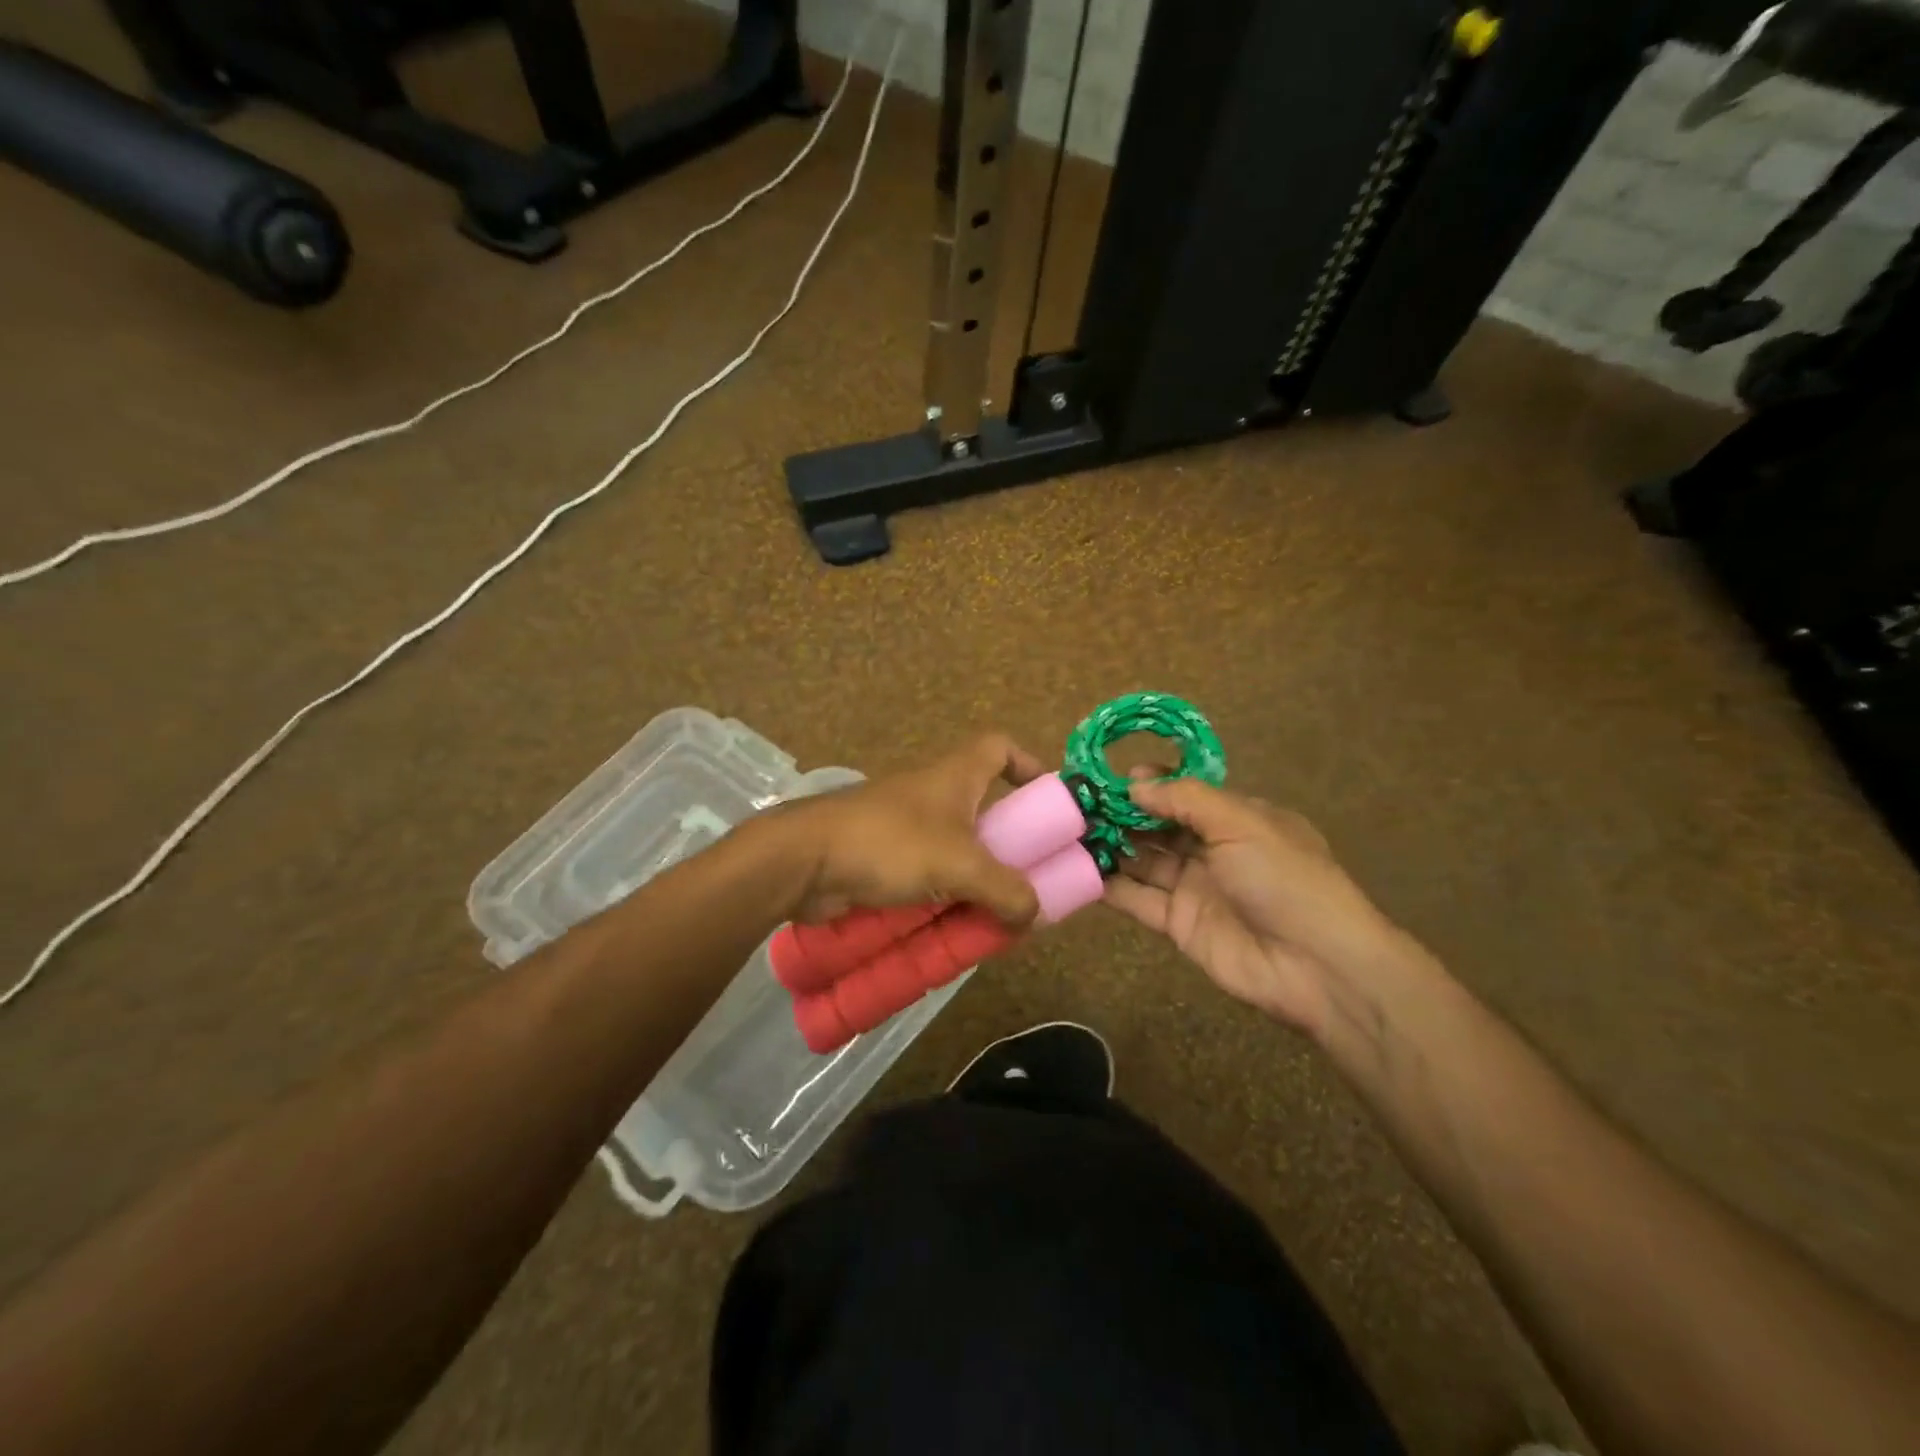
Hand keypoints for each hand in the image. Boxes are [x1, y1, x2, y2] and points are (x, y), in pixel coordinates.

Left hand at [763, 734, 1046, 927]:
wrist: (804, 861)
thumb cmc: (890, 844)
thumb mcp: (961, 866)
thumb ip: (1006, 890)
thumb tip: (1033, 914)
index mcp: (954, 776)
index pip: (999, 747)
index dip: (1027, 763)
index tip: (1048, 799)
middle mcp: (932, 793)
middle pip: (982, 806)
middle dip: (1008, 842)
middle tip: (1028, 878)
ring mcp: (904, 824)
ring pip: (954, 847)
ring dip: (976, 877)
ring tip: (995, 913)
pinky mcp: (882, 855)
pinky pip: (926, 873)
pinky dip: (943, 896)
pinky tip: (953, 927)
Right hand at [1103, 779, 1413, 1037]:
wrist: (1317, 966)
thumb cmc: (1284, 879)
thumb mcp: (1241, 823)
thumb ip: (1185, 799)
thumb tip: (1135, 783)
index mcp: (1238, 819)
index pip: (1186, 793)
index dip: (1151, 784)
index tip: (1111, 778)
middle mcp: (1213, 849)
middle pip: (1159, 826)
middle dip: (1122, 813)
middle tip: (1078, 804)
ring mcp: (1195, 888)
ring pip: (1144, 860)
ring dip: (1111, 846)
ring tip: (1069, 831)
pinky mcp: (1179, 924)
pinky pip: (1139, 899)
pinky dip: (1110, 886)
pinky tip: (1077, 869)